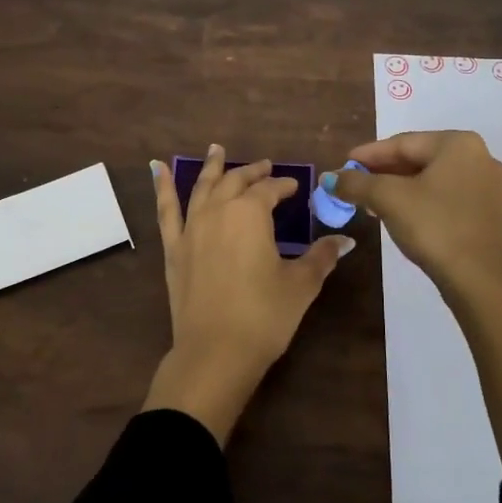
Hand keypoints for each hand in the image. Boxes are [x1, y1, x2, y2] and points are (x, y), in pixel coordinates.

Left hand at [143, 145, 353, 443]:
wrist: (215, 352)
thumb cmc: (264, 316)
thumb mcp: (300, 285)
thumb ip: (321, 257)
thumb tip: (345, 240)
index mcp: (251, 214)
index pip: (270, 190)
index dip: (284, 186)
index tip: (295, 188)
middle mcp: (218, 211)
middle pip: (236, 182)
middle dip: (253, 172)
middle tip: (265, 166)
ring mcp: (191, 228)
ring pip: (202, 188)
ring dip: (212, 167)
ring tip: (215, 150)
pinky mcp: (173, 249)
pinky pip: (166, 210)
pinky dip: (162, 187)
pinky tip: (156, 170)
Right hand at [328, 131, 501, 294]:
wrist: (479, 280)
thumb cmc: (434, 226)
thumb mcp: (388, 199)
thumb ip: (356, 183)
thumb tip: (329, 178)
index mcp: (459, 144)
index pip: (403, 143)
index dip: (368, 155)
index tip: (343, 164)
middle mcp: (480, 157)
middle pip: (419, 159)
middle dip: (383, 172)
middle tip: (354, 184)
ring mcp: (489, 187)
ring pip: (433, 179)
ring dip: (400, 188)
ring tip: (371, 201)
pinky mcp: (490, 213)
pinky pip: (447, 197)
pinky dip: (421, 201)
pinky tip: (400, 215)